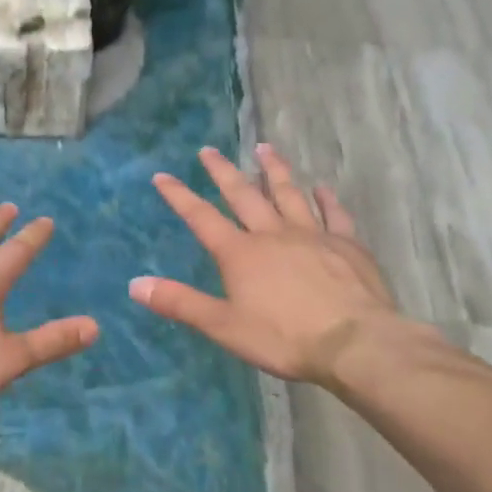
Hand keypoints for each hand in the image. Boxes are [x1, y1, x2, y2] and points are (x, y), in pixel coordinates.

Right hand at [131, 145, 411, 387]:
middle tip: (209, 150)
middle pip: (243, 195)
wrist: (356, 344)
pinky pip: (334, 214)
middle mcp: (272, 234)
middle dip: (223, 171)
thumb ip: (180, 303)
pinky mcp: (346, 245)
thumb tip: (134, 284)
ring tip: (265, 148)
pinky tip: (322, 188)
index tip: (162, 176)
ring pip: (288, 194)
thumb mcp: (223, 326)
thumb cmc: (284, 338)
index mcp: (240, 253)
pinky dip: (326, 199)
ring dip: (273, 170)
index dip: (179, 196)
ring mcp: (312, 235)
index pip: (202, 217)